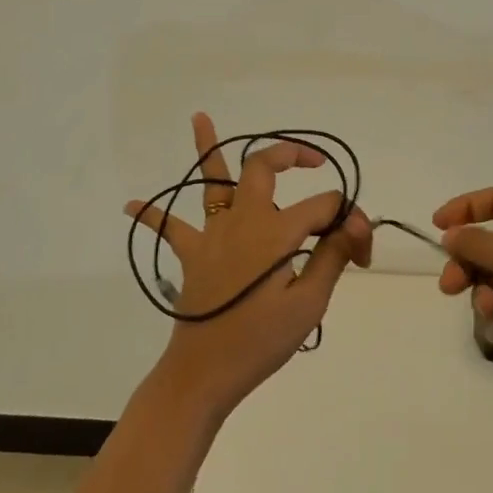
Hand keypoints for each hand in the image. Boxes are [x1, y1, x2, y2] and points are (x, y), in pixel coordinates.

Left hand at [127, 113, 371, 424]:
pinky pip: (171, 228)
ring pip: (212, 181)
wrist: (204, 375)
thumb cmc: (260, 342)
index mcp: (276, 232)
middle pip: (264, 167)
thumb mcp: (309, 304)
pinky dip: (151, 215)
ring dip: (207, 148)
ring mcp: (213, 233)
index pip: (324, 207)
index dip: (349, 223)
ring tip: (199, 117)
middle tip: (314, 161)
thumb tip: (354, 223)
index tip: (362, 253)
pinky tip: (130, 205)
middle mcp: (243, 219)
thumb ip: (332, 256)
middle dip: (292, 154)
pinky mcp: (193, 254)